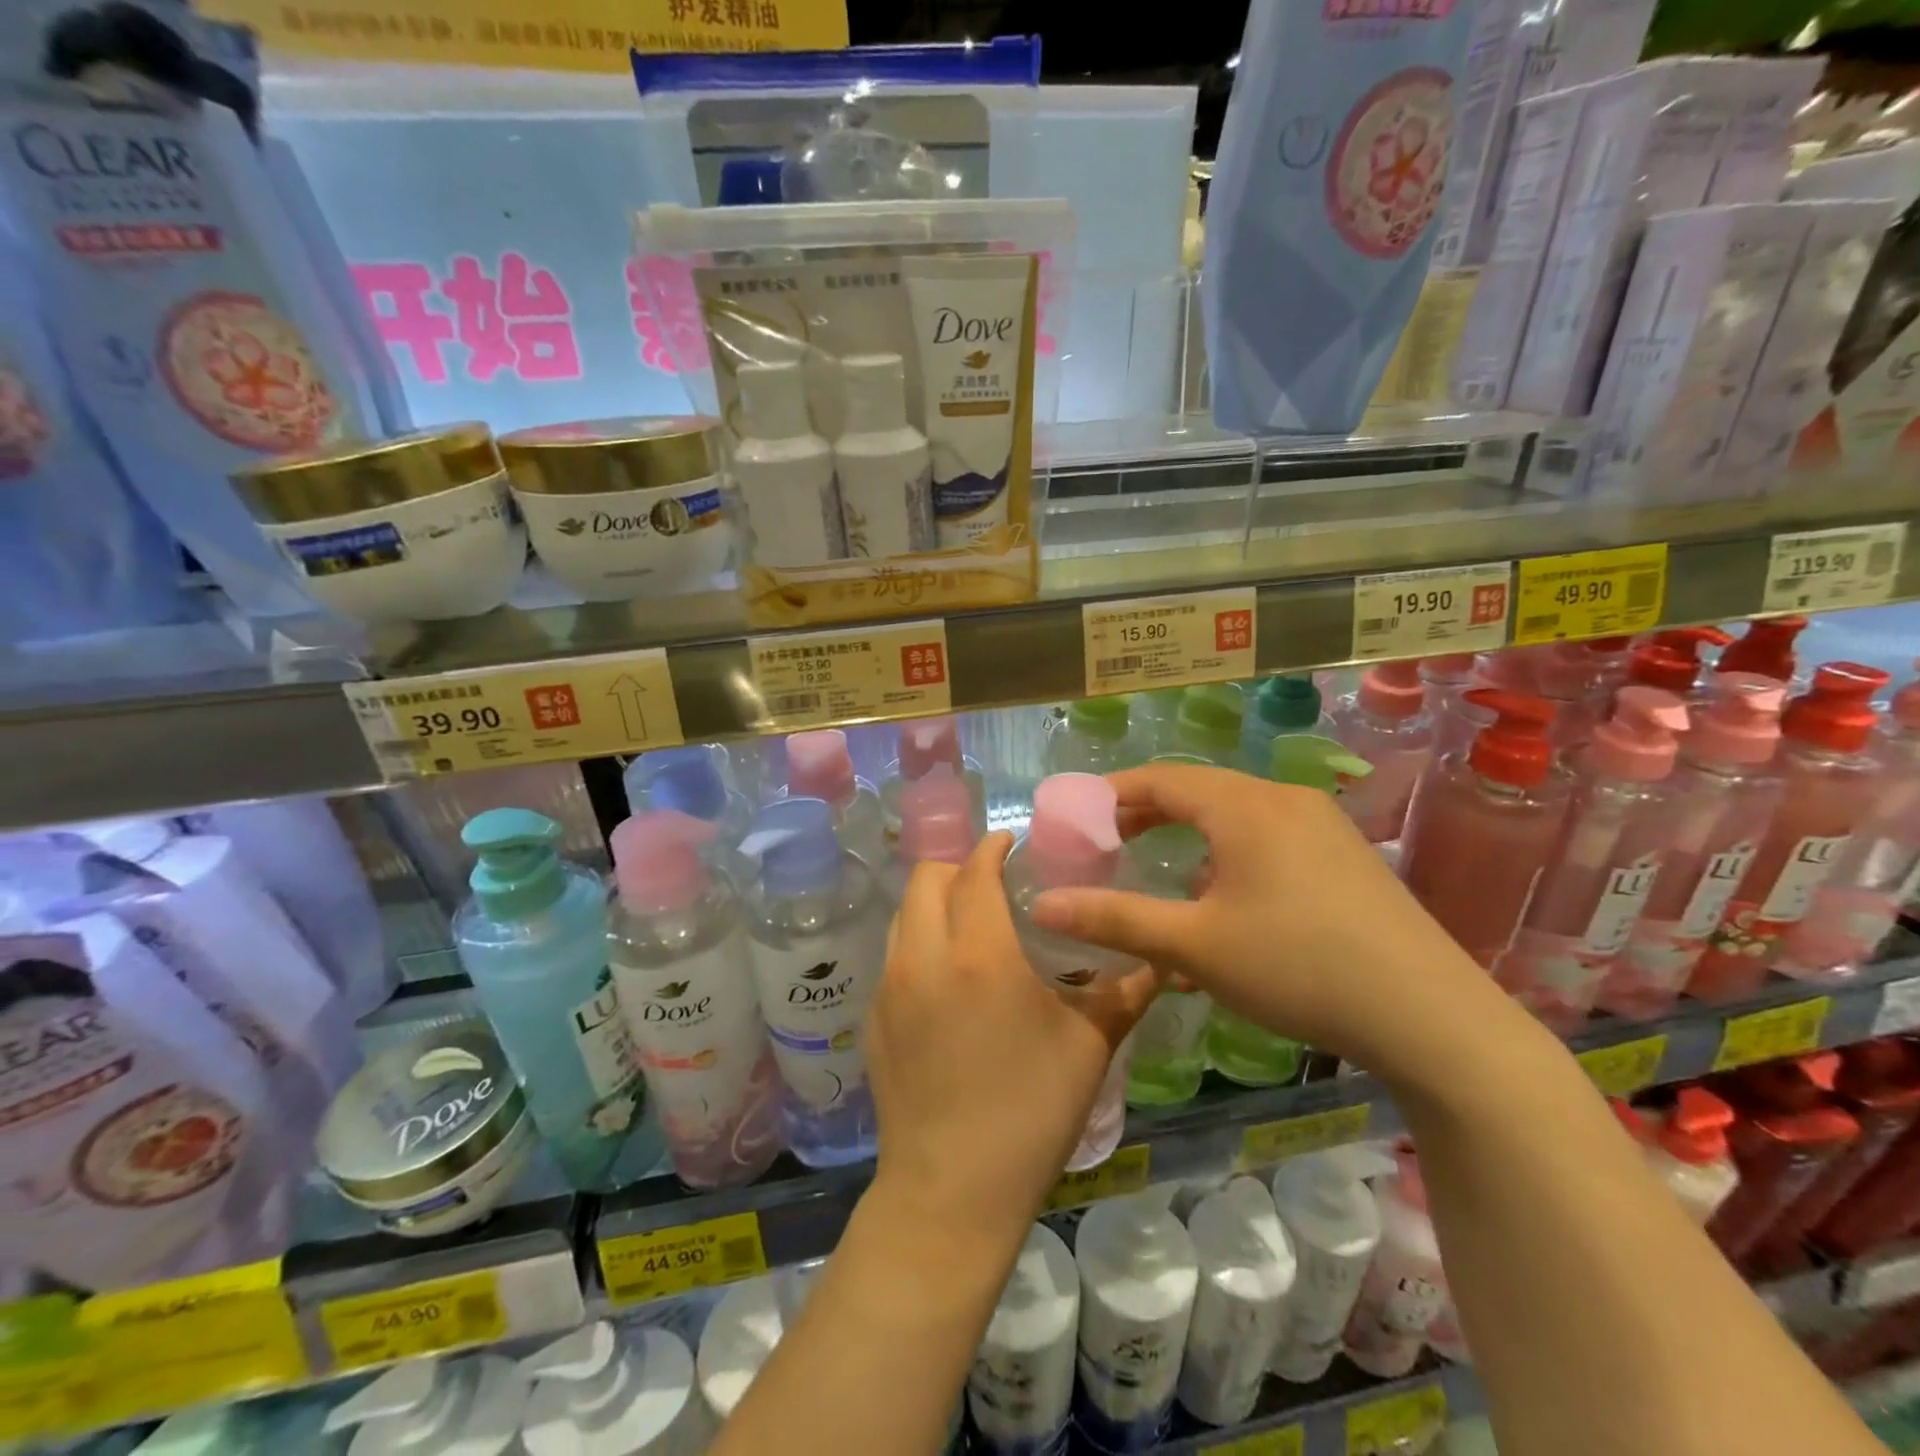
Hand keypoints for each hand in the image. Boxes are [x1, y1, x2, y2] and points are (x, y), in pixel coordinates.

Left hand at [863, 831, 1163, 1241]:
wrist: (952, 1191)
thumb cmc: (1029, 1113)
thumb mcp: (1089, 1047)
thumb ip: (1125, 992)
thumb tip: (1163, 960)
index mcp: (979, 953)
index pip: (974, 871)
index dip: (992, 847)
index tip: (1010, 844)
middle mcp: (924, 957)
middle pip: (926, 878)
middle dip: (958, 867)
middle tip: (992, 884)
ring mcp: (889, 987)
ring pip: (903, 914)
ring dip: (933, 903)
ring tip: (968, 925)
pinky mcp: (873, 1018)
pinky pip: (892, 956)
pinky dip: (918, 943)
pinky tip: (946, 980)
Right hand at [1026, 762, 1520, 1090]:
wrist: (1431, 1016)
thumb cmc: (1297, 967)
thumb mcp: (1193, 945)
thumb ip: (1113, 919)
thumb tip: (1040, 906)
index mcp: (1244, 806)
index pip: (1160, 779)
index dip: (1111, 794)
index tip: (1076, 819)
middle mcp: (1284, 799)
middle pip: (1198, 791)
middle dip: (1147, 815)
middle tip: (1109, 845)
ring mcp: (1323, 824)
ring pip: (1236, 815)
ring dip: (1192, 837)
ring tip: (1166, 876)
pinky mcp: (1347, 855)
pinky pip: (1270, 836)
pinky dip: (1231, 854)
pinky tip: (1230, 902)